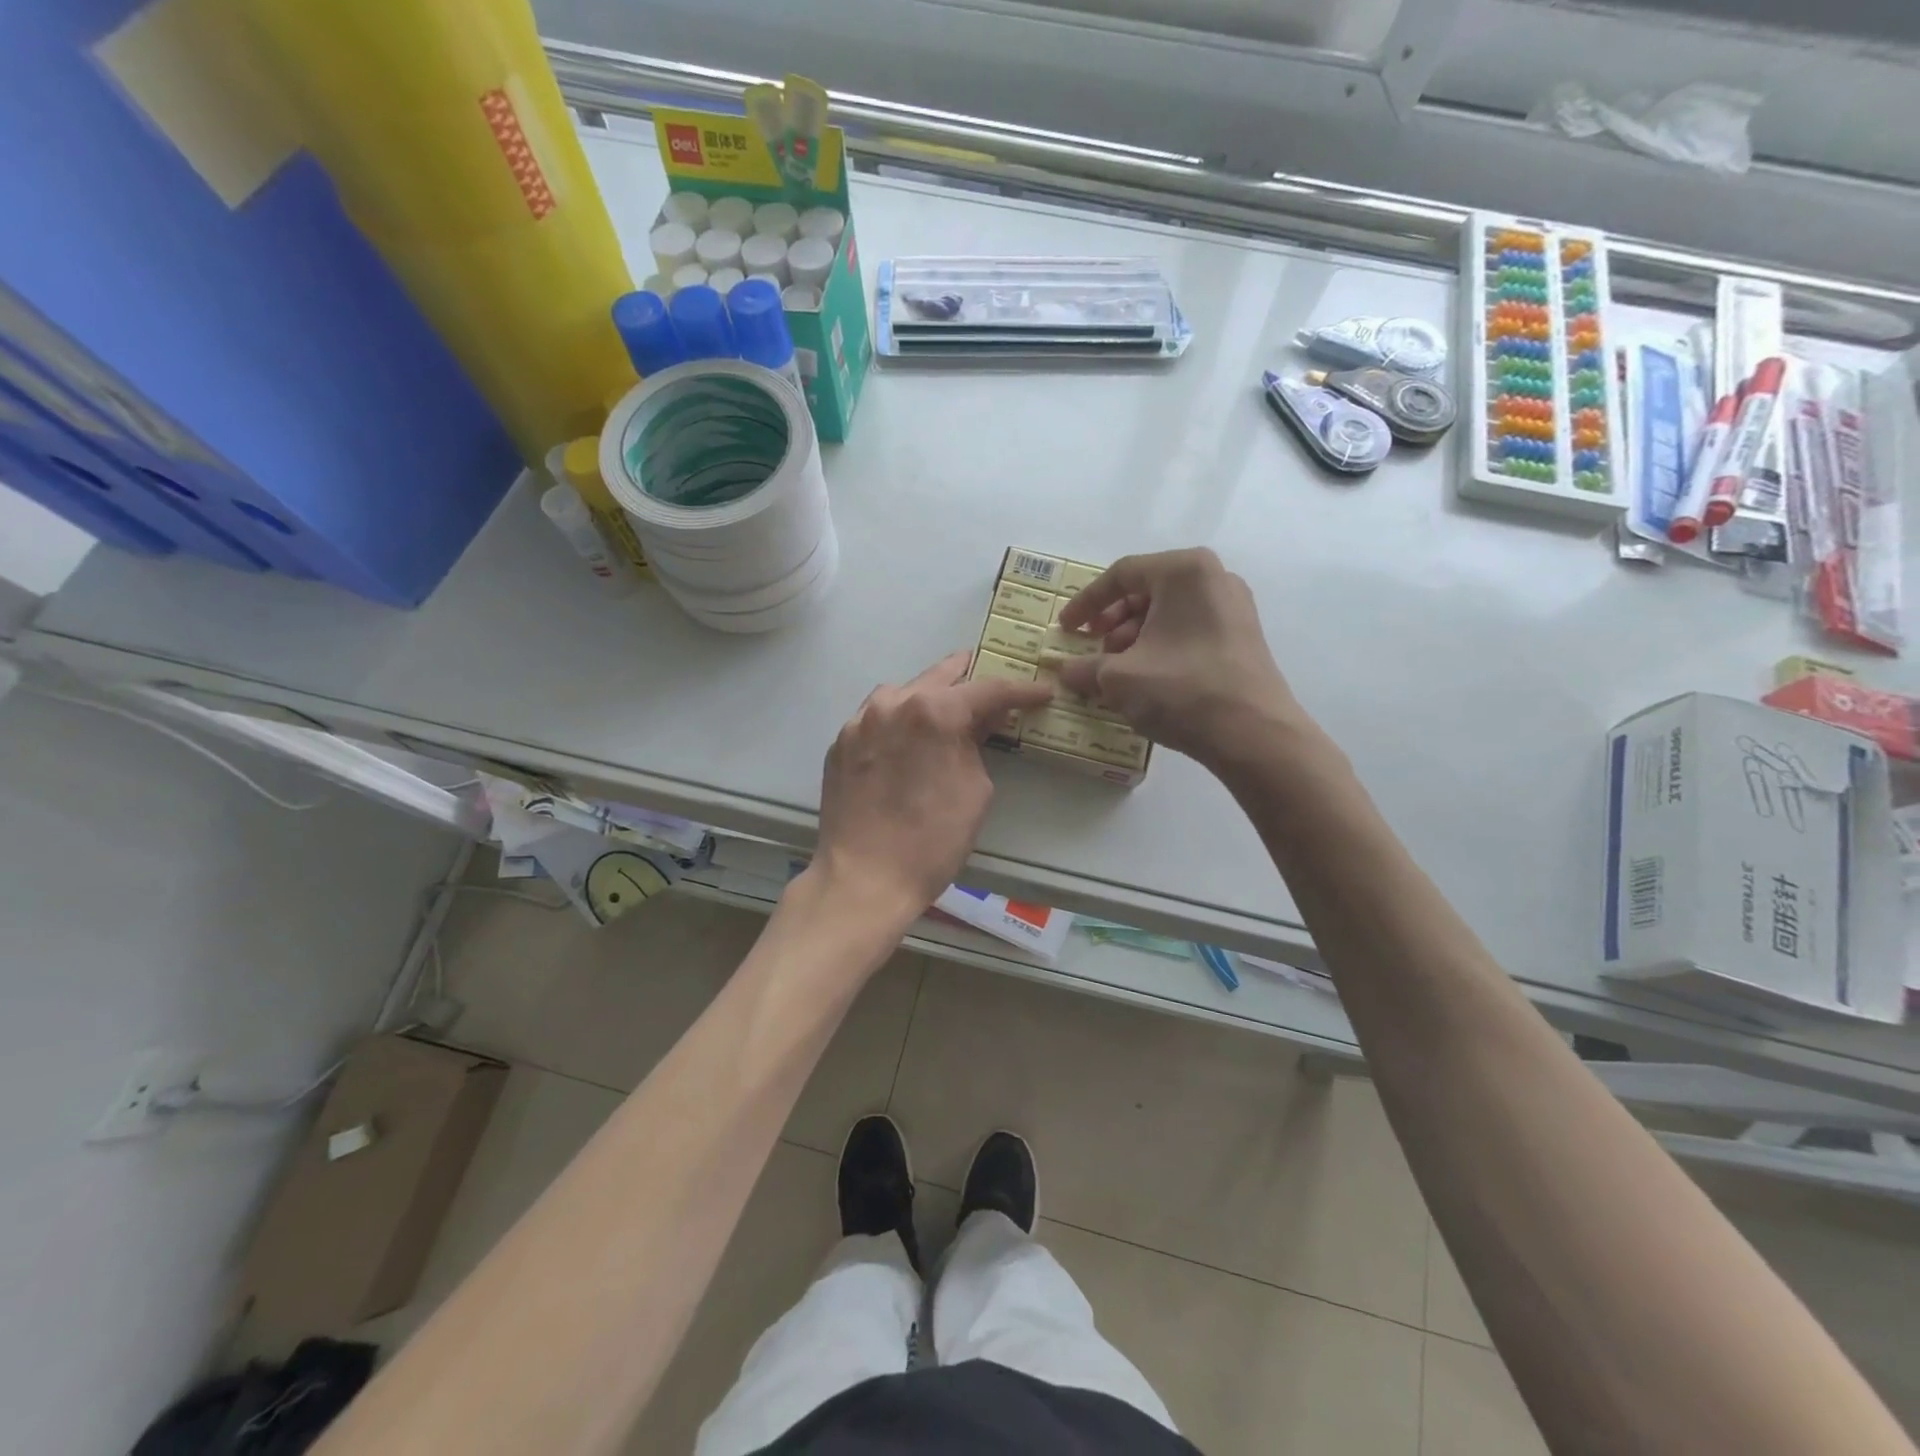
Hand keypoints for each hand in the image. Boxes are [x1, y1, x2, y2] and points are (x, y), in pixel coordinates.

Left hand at [814, 651, 1052, 920]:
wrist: (863, 879)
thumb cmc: (932, 841)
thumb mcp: (975, 791)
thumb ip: (977, 746)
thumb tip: (978, 725)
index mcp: (933, 711)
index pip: (987, 689)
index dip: (1020, 690)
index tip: (1041, 692)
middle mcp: (893, 703)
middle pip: (939, 677)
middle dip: (970, 678)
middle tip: (993, 687)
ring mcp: (860, 721)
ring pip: (902, 692)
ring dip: (929, 695)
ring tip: (948, 708)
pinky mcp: (840, 742)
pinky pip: (876, 718)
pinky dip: (898, 719)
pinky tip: (907, 737)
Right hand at [1053, 548, 1304, 772]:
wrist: (1253, 734)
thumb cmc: (1182, 690)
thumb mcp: (1119, 678)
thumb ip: (1084, 668)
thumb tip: (1063, 671)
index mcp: (1183, 571)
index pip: (1121, 575)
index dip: (1086, 603)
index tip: (1066, 629)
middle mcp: (1213, 577)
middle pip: (1146, 590)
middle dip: (1112, 622)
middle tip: (1093, 649)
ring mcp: (1233, 606)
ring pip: (1167, 612)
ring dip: (1134, 637)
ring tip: (1117, 670)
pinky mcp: (1242, 636)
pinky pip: (1188, 629)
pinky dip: (1160, 646)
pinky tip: (1146, 678)